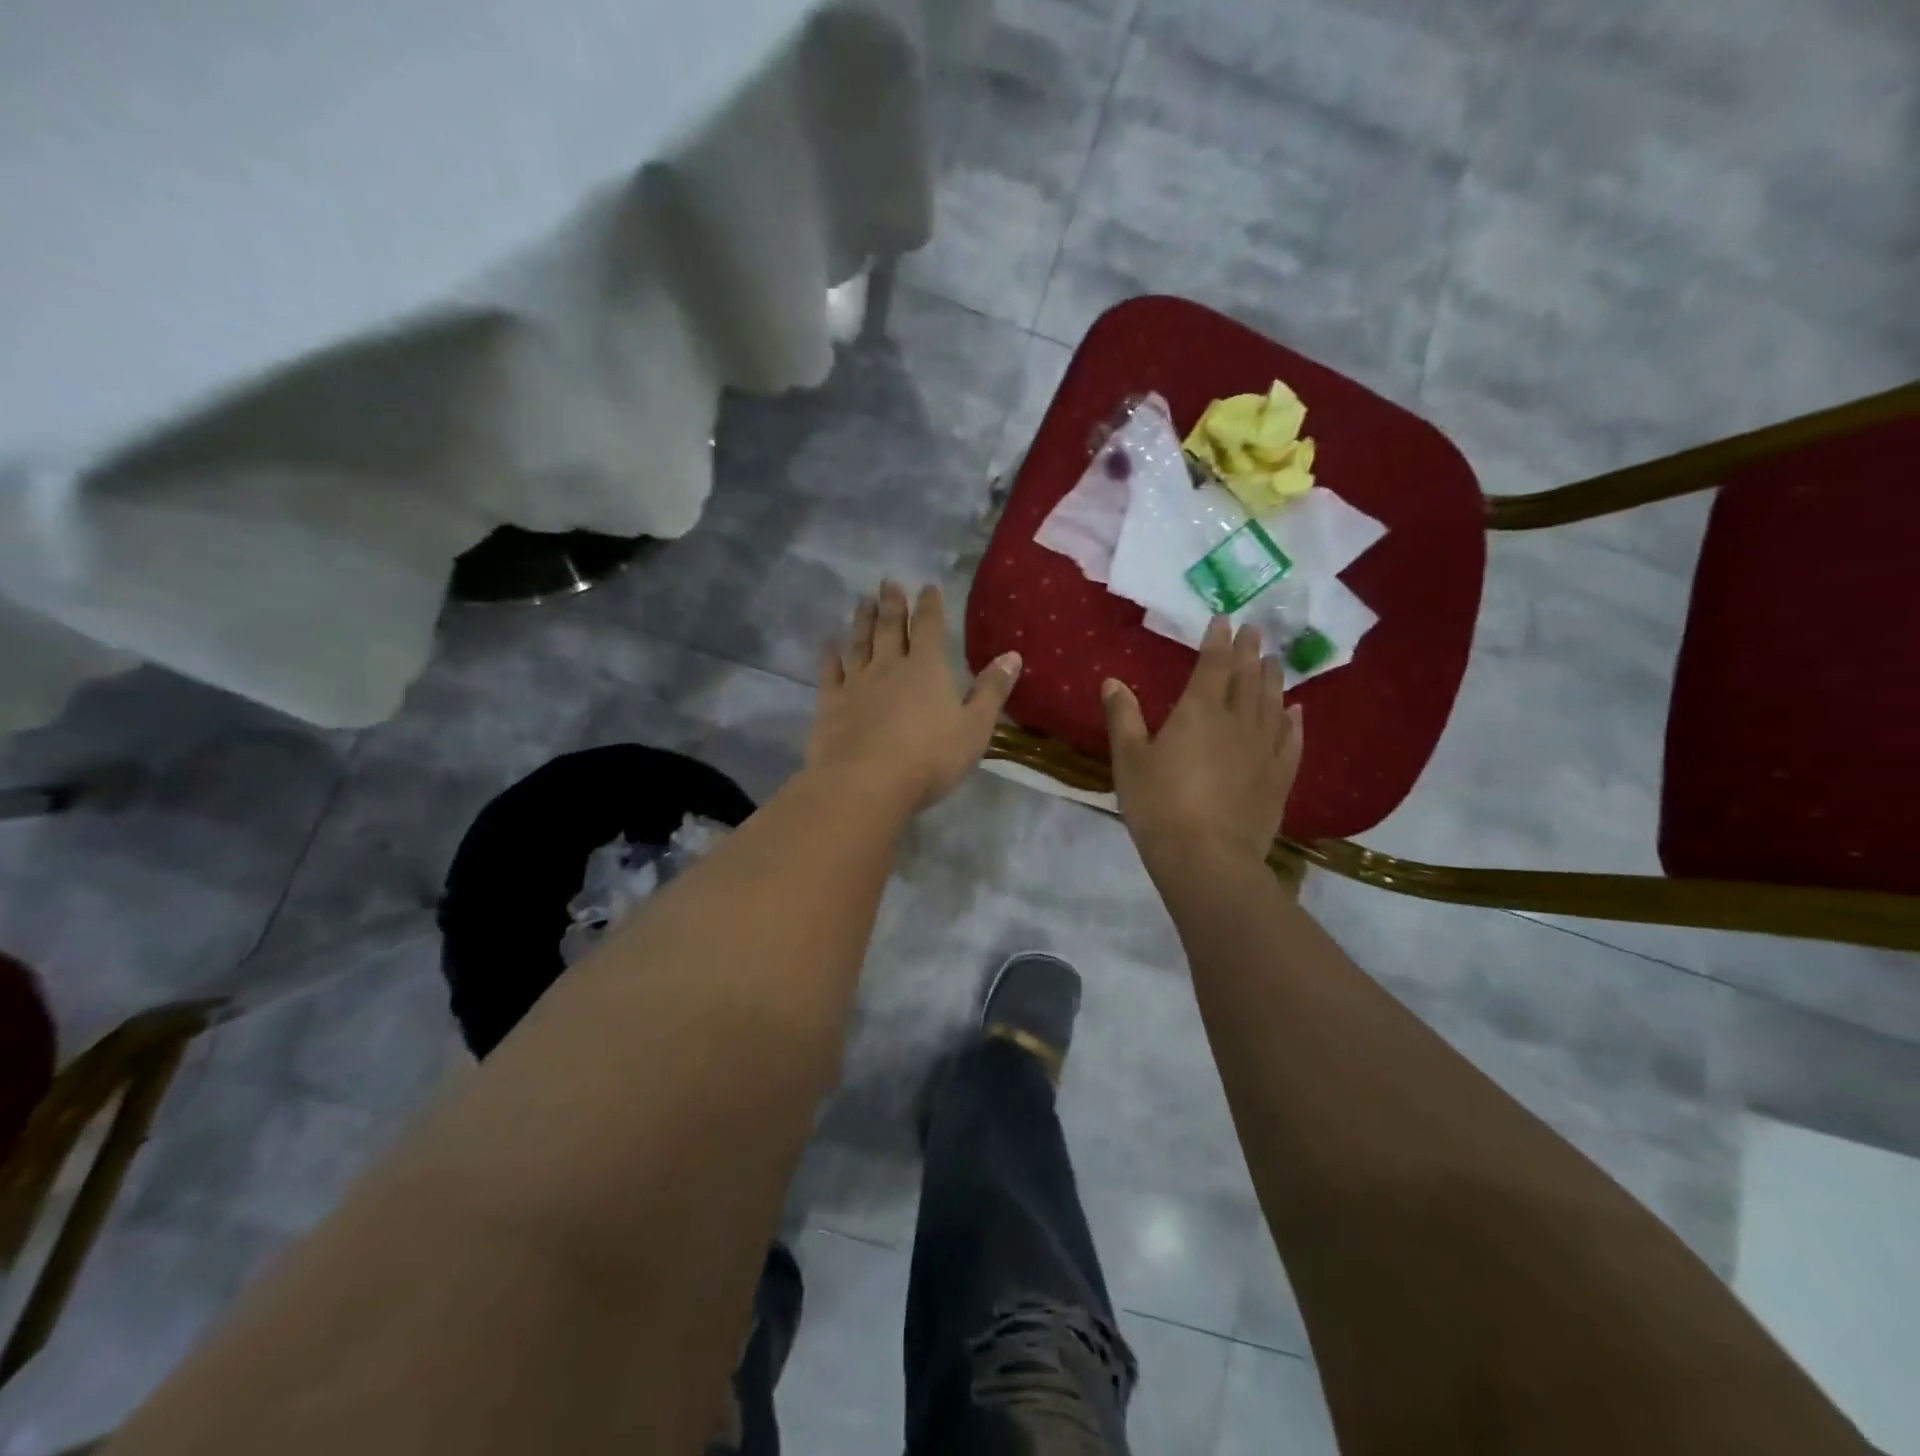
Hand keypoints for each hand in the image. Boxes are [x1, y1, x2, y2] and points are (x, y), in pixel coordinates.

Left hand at [807, 581, 1022, 810]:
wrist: (865, 782)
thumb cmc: (930, 758)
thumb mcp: (975, 728)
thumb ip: (991, 691)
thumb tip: (1012, 656)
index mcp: (927, 668)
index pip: (930, 626)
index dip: (930, 604)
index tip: (927, 586)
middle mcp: (889, 666)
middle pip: (891, 628)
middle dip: (892, 604)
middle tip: (888, 582)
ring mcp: (856, 684)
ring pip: (859, 644)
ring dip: (862, 621)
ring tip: (863, 602)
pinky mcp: (830, 704)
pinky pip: (830, 674)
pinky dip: (830, 658)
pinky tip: (829, 648)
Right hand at [1103, 618, 1303, 868]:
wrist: (1206, 858)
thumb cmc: (1159, 805)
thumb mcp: (1129, 760)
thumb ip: (1123, 717)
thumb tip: (1113, 681)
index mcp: (1198, 712)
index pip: (1213, 665)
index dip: (1218, 641)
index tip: (1224, 619)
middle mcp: (1237, 722)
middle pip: (1248, 678)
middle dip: (1250, 652)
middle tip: (1257, 630)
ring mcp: (1263, 750)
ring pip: (1272, 704)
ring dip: (1273, 679)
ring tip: (1275, 661)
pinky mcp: (1278, 778)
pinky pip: (1291, 740)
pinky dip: (1294, 722)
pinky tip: (1297, 711)